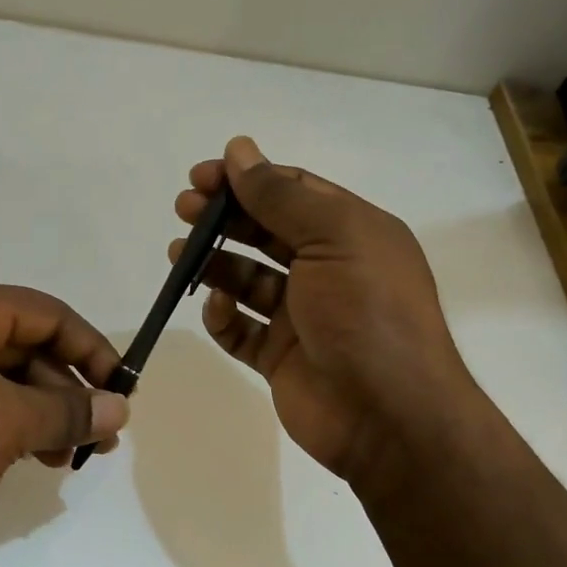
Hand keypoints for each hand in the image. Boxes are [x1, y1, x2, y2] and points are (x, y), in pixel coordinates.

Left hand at [0, 277, 129, 566]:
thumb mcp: (6, 425)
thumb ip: (68, 412)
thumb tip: (117, 408)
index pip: (49, 313)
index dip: (93, 352)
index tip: (121, 393)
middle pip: (19, 343)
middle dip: (62, 391)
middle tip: (94, 438)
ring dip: (30, 411)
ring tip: (59, 458)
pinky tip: (8, 457)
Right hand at [172, 137, 476, 492]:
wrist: (389, 416)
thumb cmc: (366, 312)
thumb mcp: (333, 237)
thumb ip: (281, 195)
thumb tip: (239, 149)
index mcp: (352, 233)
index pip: (293, 192)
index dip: (247, 179)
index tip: (201, 177)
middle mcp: (328, 269)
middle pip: (266, 232)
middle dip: (224, 218)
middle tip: (183, 210)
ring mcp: (302, 316)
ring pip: (247, 279)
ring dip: (213, 263)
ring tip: (178, 255)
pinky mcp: (279, 356)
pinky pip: (241, 329)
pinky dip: (224, 316)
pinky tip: (218, 307)